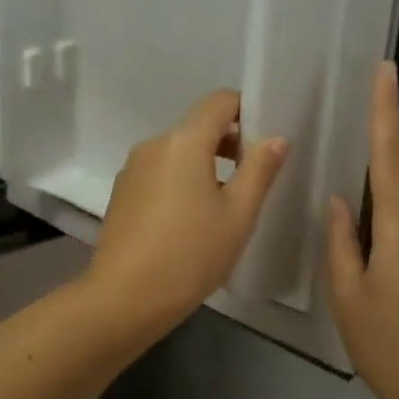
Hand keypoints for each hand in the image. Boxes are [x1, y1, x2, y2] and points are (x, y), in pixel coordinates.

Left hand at [89, 90, 288, 335]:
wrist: (125, 297)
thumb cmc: (191, 253)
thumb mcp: (238, 214)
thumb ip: (260, 170)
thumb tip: (276, 138)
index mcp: (184, 141)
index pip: (220, 101)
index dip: (247, 110)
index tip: (265, 140)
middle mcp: (154, 145)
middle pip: (198, 127)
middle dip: (229, 142)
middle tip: (254, 177)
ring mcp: (132, 169)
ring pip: (177, 152)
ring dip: (205, 165)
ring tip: (225, 204)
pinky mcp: (122, 193)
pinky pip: (159, 173)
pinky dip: (180, 181)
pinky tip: (190, 220)